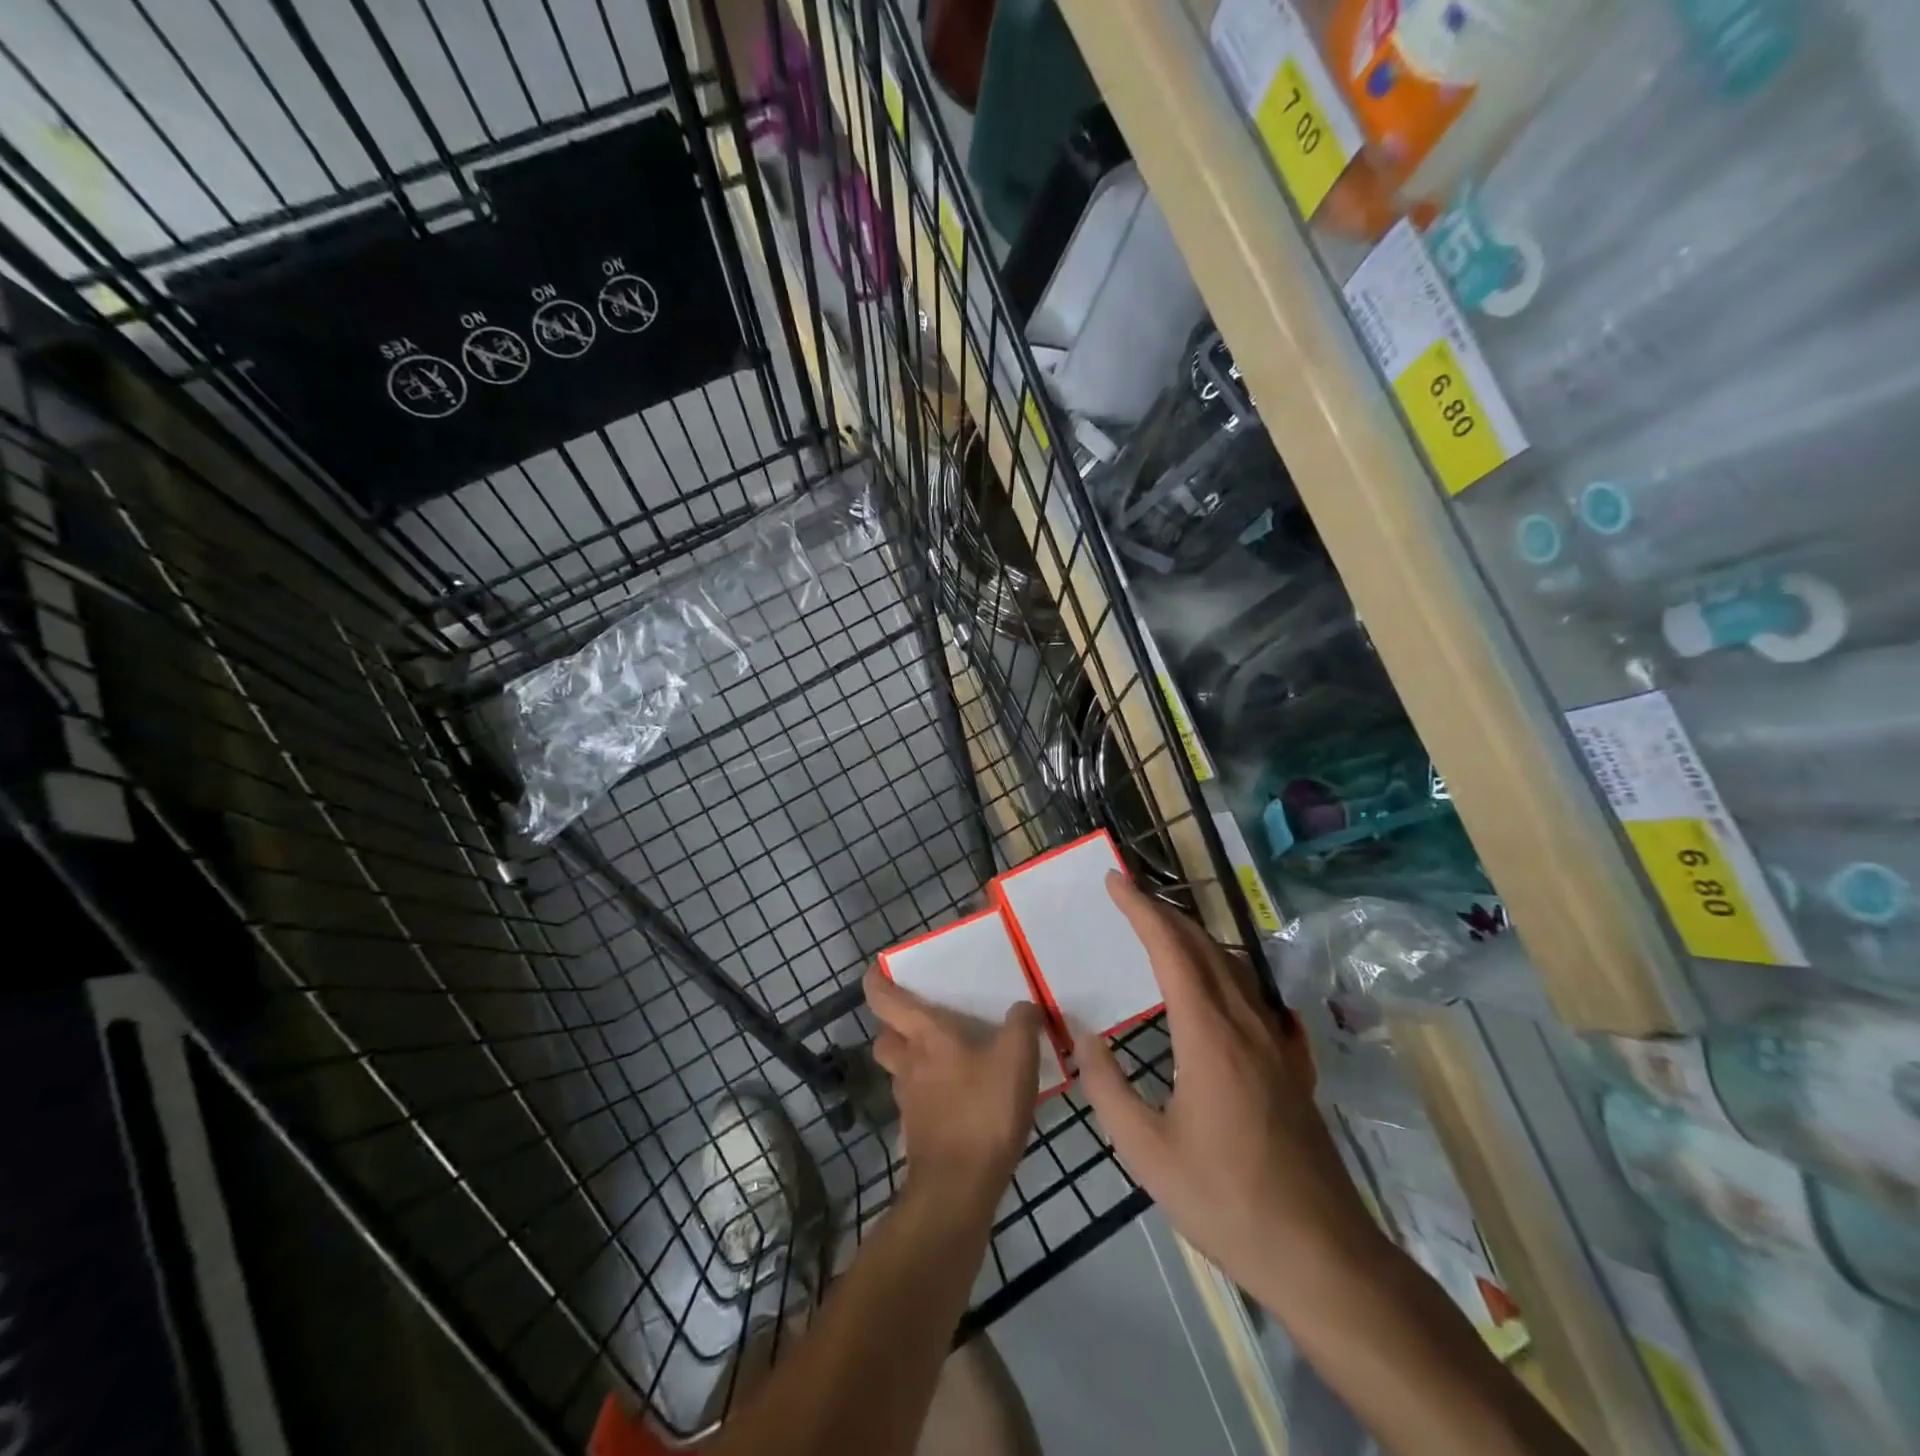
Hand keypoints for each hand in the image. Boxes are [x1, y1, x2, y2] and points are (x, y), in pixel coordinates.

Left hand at [864, 965, 1040, 1214]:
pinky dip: (932, 1093)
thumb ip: (1022, 1025)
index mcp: (925, 1036)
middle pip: (886, 1037)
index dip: (876, 980)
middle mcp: (908, 1063)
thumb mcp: (1016, 1058)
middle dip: (896, 1026)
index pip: (884, 999)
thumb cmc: (983, 1110)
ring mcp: (909, 1101)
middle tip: (924, 1020)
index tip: (879, 969)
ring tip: (951, 1058)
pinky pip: (918, 1100)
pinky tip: (963, 1098)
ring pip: (900, 1070)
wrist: (958, 1188)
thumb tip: (1025, 1007)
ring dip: (915, 1060)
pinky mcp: (917, 1132)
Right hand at [1077, 873, 1379, 1306]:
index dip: (1141, 908)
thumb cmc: (1225, 1201)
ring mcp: (1275, 1041)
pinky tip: (1211, 986)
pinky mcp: (1291, 1063)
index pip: (1172, 949)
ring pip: (1231, 965)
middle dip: (1163, 912)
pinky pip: (1251, 994)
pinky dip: (1220, 969)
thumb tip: (1084, 1037)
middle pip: (1204, 946)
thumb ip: (1107, 1088)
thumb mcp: (1147, 1153)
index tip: (1114, 881)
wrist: (1321, 1254)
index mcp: (1209, 1035)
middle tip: (1127, 896)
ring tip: (1157, 931)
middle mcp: (1246, 1023)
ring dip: (1192, 937)